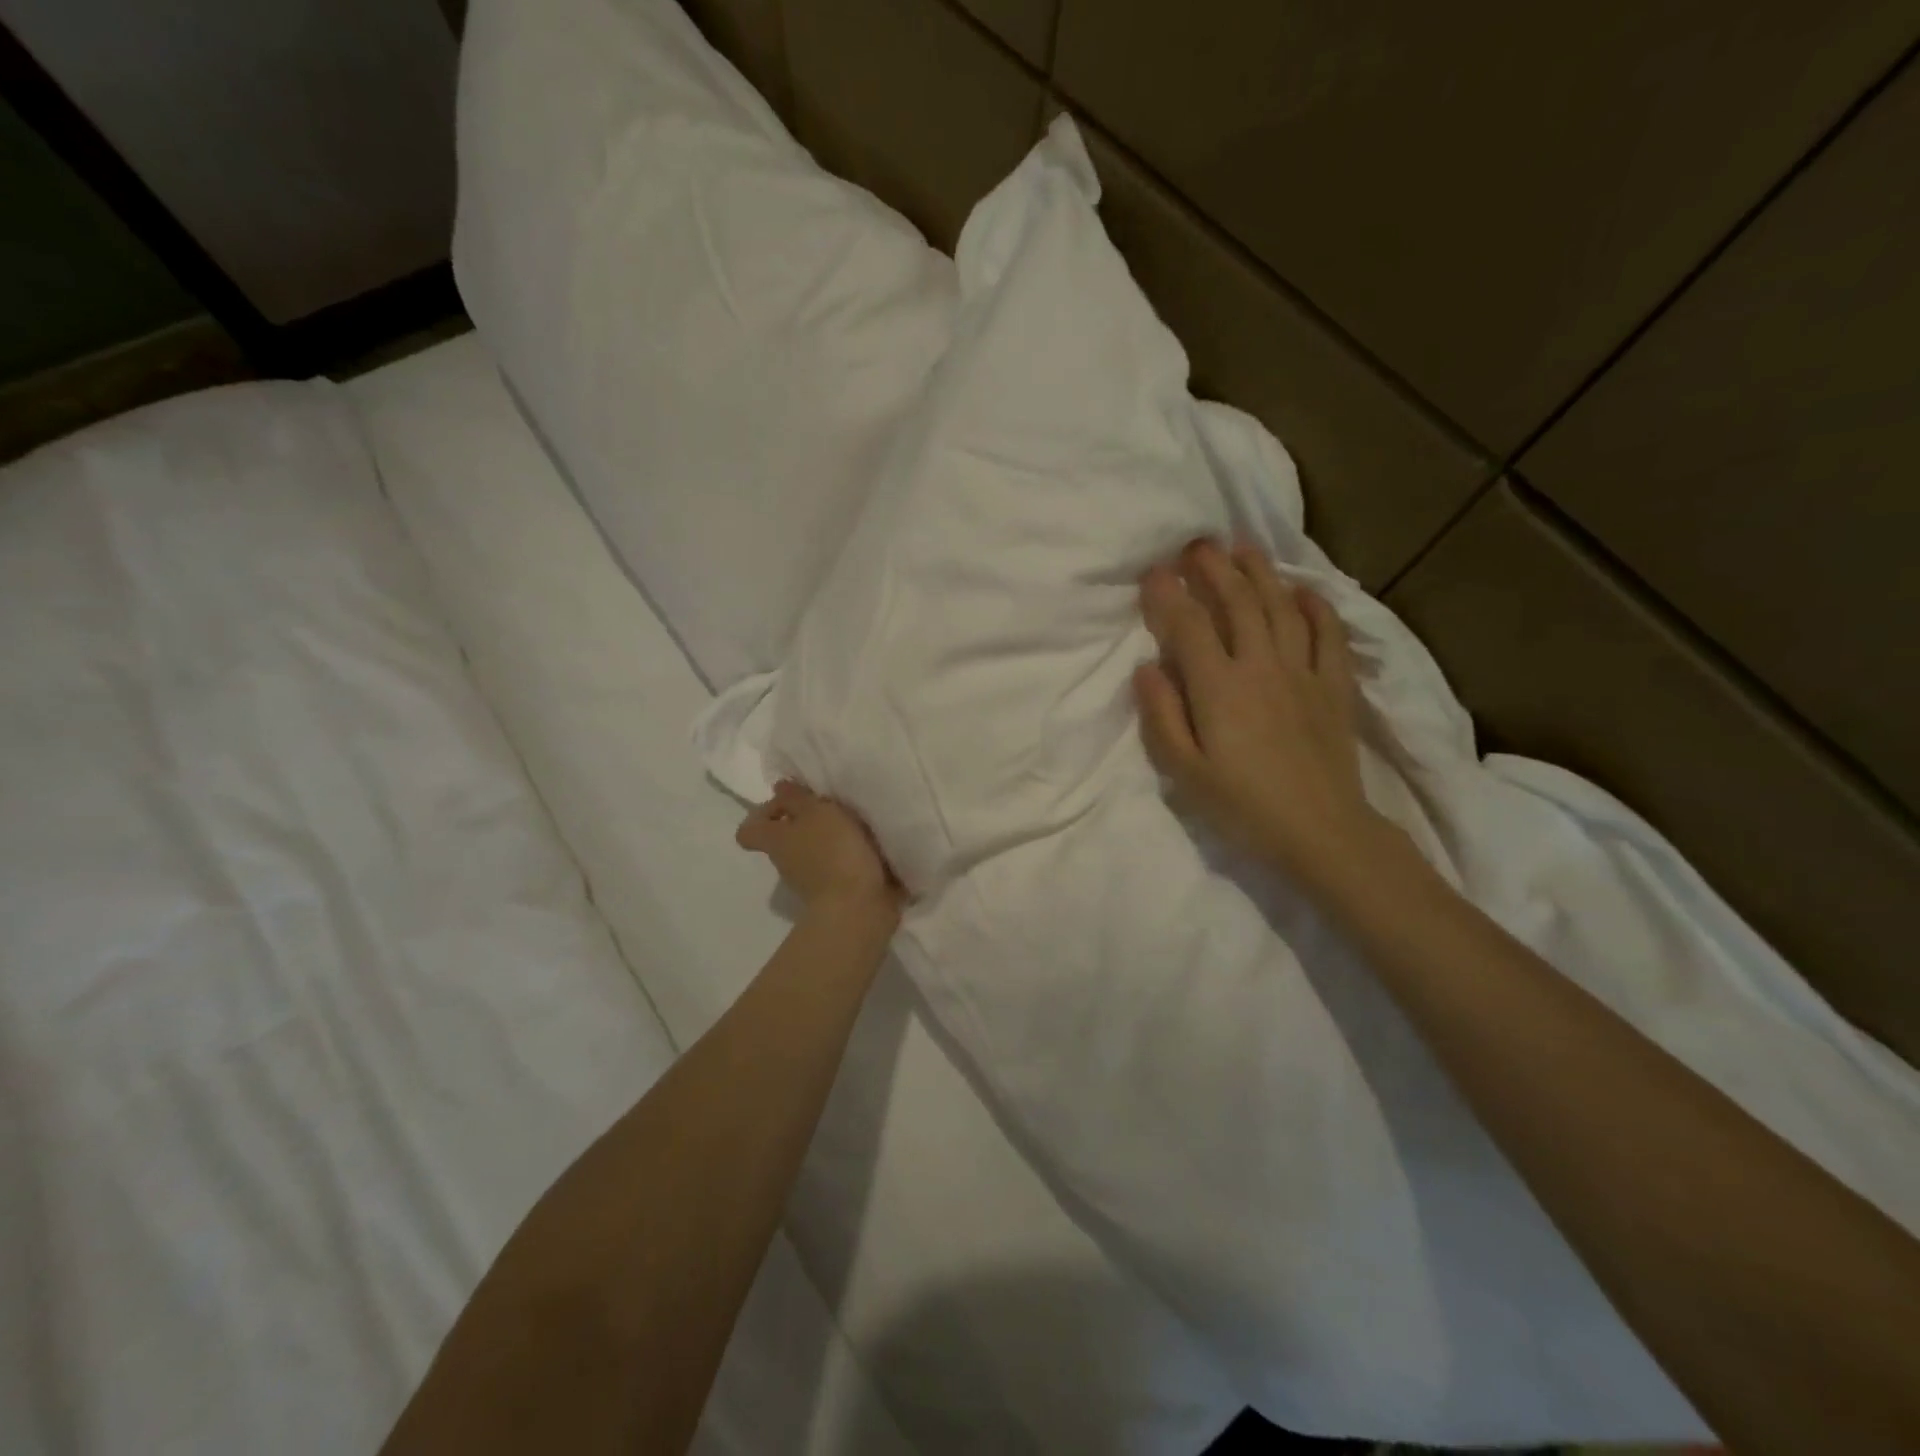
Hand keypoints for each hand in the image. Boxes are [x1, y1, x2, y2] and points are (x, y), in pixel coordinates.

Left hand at [736, 781, 901, 924]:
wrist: (859, 907)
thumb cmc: (833, 852)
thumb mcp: (816, 812)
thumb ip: (797, 798)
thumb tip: (779, 788)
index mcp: (775, 841)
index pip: (749, 830)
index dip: (763, 813)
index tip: (789, 802)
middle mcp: (786, 862)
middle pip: (785, 838)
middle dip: (806, 821)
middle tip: (832, 807)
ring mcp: (810, 881)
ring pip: (812, 852)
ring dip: (831, 838)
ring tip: (858, 824)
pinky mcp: (837, 893)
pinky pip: (837, 867)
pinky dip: (849, 856)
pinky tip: (871, 845)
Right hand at [1135, 540, 1386, 890]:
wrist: (1321, 831)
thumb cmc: (1242, 806)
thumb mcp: (1185, 771)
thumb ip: (1162, 716)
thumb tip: (1146, 667)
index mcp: (1219, 687)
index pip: (1188, 626)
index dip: (1169, 594)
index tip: (1154, 572)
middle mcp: (1261, 666)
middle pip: (1237, 603)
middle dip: (1214, 569)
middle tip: (1197, 545)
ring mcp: (1303, 671)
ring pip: (1280, 607)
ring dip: (1260, 573)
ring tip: (1243, 548)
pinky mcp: (1335, 685)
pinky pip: (1328, 633)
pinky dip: (1315, 606)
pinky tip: (1303, 590)